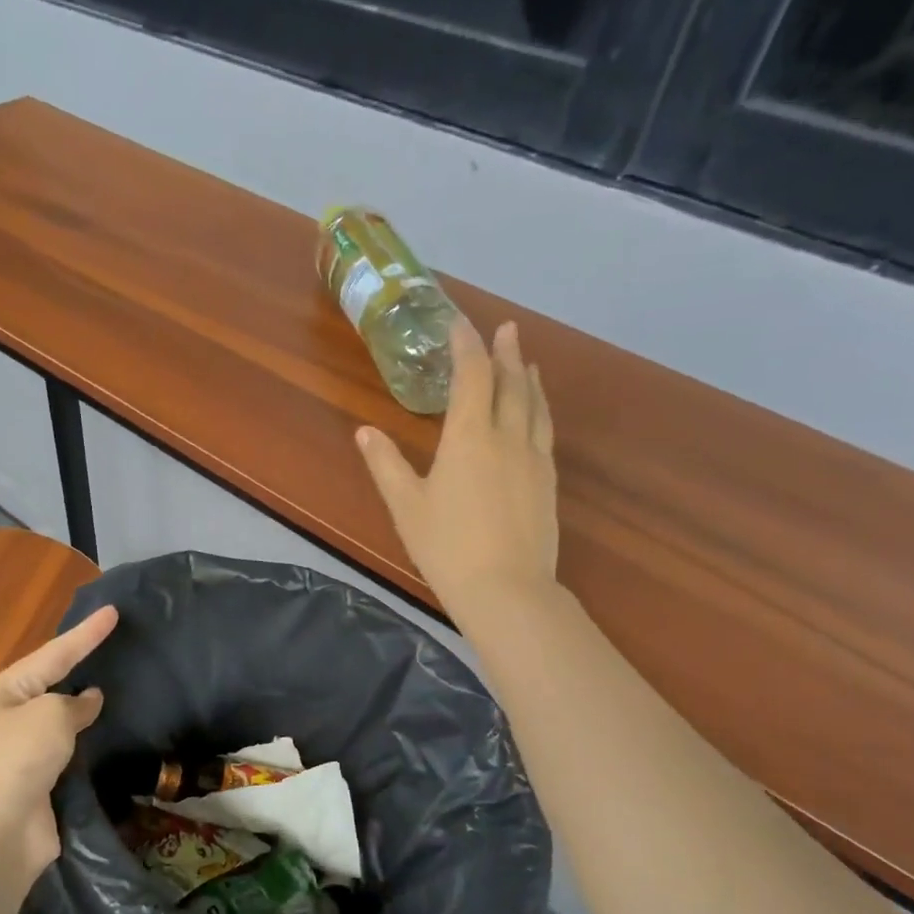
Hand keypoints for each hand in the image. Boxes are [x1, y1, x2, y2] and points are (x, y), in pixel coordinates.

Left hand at [0, 605, 118, 871]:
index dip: (86, 633)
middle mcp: (10, 719)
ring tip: (117, 690)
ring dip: (84, 709)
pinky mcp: (39, 785)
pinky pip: (69, 754)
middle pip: (53, 684)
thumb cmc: (16, 759)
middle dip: (80, 667)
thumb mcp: (50, 715)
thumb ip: (74, 704)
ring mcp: (23, 754)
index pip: (54, 653)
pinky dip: (87, 744)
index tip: (114, 612)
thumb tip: (89, 701)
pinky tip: (108, 738)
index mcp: (5, 692)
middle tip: (113, 647)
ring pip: (61, 721)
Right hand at [356, 319, 557, 624]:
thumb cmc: (446, 547)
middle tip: (507, 329)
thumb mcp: (406, 506)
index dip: (467, 345)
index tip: (460, 323)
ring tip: (528, 363)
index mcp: (469, 437)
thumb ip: (386, 465)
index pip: (472, 376)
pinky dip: (540, 410)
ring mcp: (534, 460)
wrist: (506, 590)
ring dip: (529, 379)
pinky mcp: (548, 483)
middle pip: (511, 383)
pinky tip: (537, 416)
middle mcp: (507, 437)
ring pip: (535, 406)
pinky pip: (545, 432)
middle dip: (506, 353)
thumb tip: (365, 432)